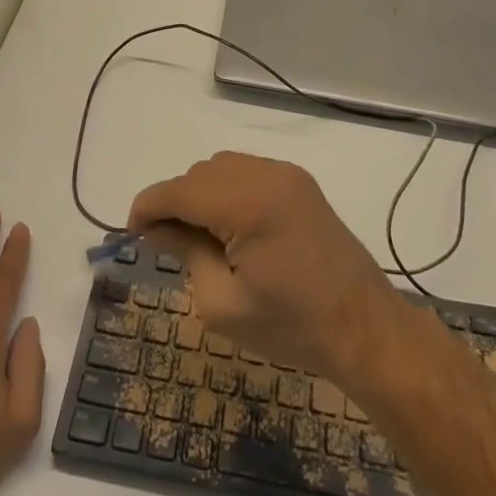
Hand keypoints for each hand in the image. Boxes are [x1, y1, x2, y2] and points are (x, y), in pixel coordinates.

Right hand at [127, 152, 407, 387]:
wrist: (365, 328)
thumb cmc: (292, 326)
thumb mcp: (222, 303)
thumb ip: (184, 253)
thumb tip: (155, 228)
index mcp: (247, 204)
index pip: (178, 190)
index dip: (146, 208)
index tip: (130, 234)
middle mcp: (267, 175)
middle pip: (198, 174)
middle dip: (174, 202)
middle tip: (165, 245)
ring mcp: (287, 175)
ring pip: (222, 167)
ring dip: (200, 194)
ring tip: (198, 238)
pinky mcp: (301, 184)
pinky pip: (248, 172)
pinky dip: (227, 191)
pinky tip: (231, 227)